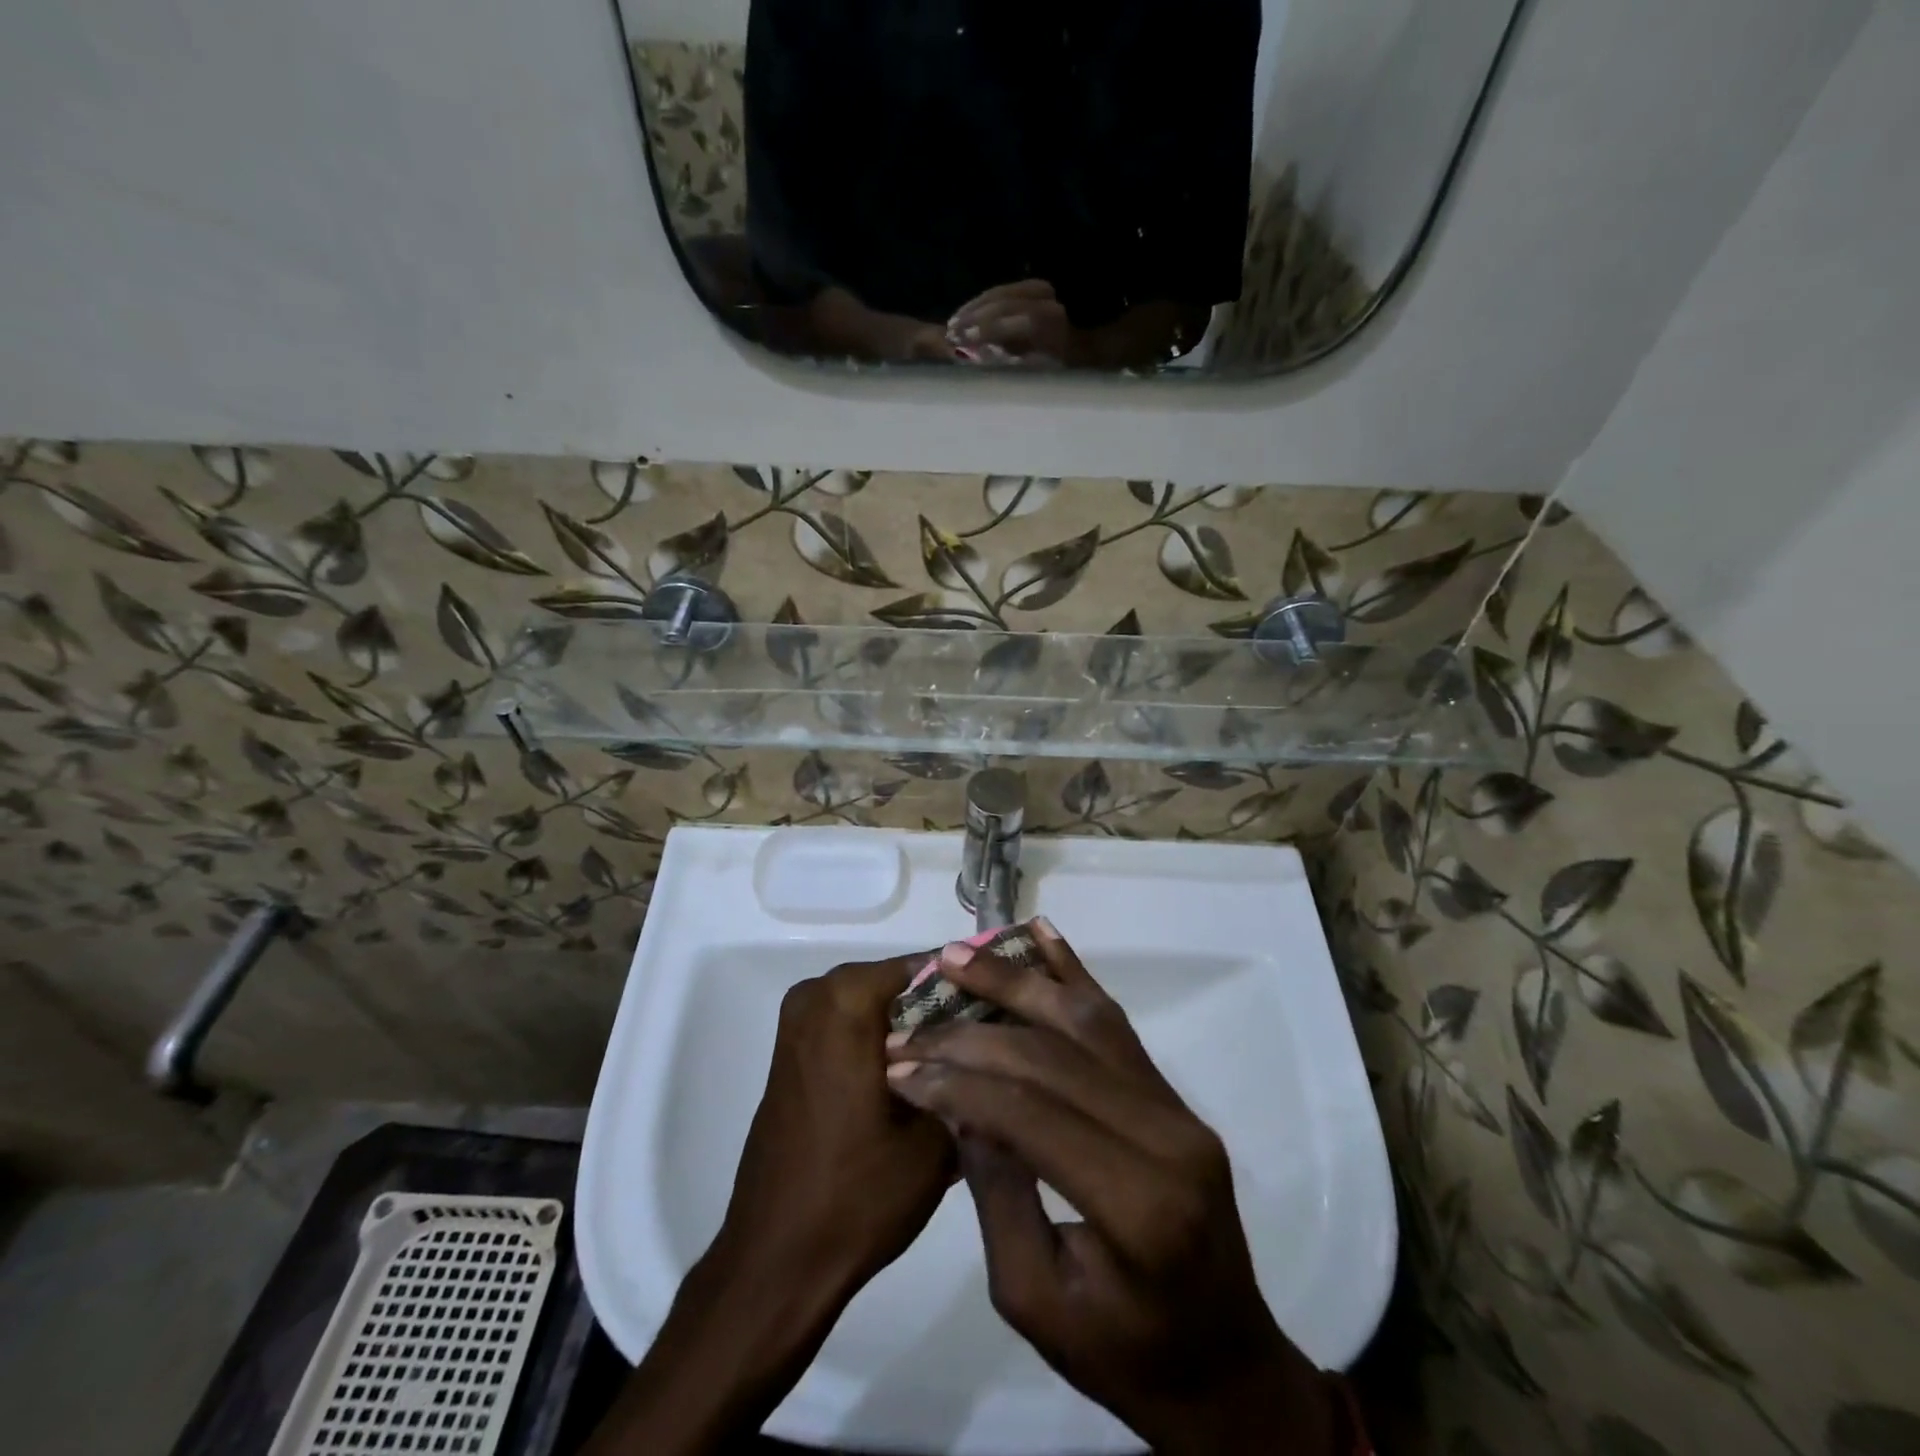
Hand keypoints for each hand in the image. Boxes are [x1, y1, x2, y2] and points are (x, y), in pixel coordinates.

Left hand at [588, 957, 953, 1455]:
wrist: (777, 1260)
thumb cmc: (859, 1194)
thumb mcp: (938, 1135)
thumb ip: (971, 1072)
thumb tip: (1000, 1035)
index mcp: (848, 998)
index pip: (931, 966)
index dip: (975, 987)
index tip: (1011, 1014)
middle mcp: (818, 994)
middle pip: (903, 984)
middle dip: (947, 1009)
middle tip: (993, 1044)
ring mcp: (799, 1023)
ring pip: (879, 1006)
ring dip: (918, 1028)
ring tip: (964, 1065)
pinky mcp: (793, 1052)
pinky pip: (853, 1026)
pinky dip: (886, 1042)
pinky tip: (922, 1080)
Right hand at [884, 922, 1342, 1455]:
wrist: (1224, 1367)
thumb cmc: (1123, 1357)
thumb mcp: (1034, 1302)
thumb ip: (995, 1194)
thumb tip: (958, 1104)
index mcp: (1135, 1204)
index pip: (1029, 1113)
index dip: (957, 1084)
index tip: (898, 1066)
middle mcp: (1165, 1136)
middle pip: (1052, 1057)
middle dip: (971, 1035)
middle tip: (911, 1021)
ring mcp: (1177, 1107)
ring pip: (1085, 1020)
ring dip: (1017, 980)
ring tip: (959, 955)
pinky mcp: (1174, 1096)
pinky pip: (1116, 1023)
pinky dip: (1073, 973)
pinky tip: (1042, 935)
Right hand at [948, 280, 1078, 367]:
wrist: (1073, 356)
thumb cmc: (1049, 375)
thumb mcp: (1031, 374)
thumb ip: (1006, 362)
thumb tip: (976, 352)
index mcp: (1053, 326)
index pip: (1018, 320)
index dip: (987, 329)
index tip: (960, 342)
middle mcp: (1050, 302)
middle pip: (1006, 303)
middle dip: (975, 318)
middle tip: (950, 333)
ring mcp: (1041, 291)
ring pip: (1000, 294)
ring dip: (973, 309)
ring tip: (952, 325)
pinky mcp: (1031, 288)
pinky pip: (1000, 291)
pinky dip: (979, 303)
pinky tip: (962, 315)